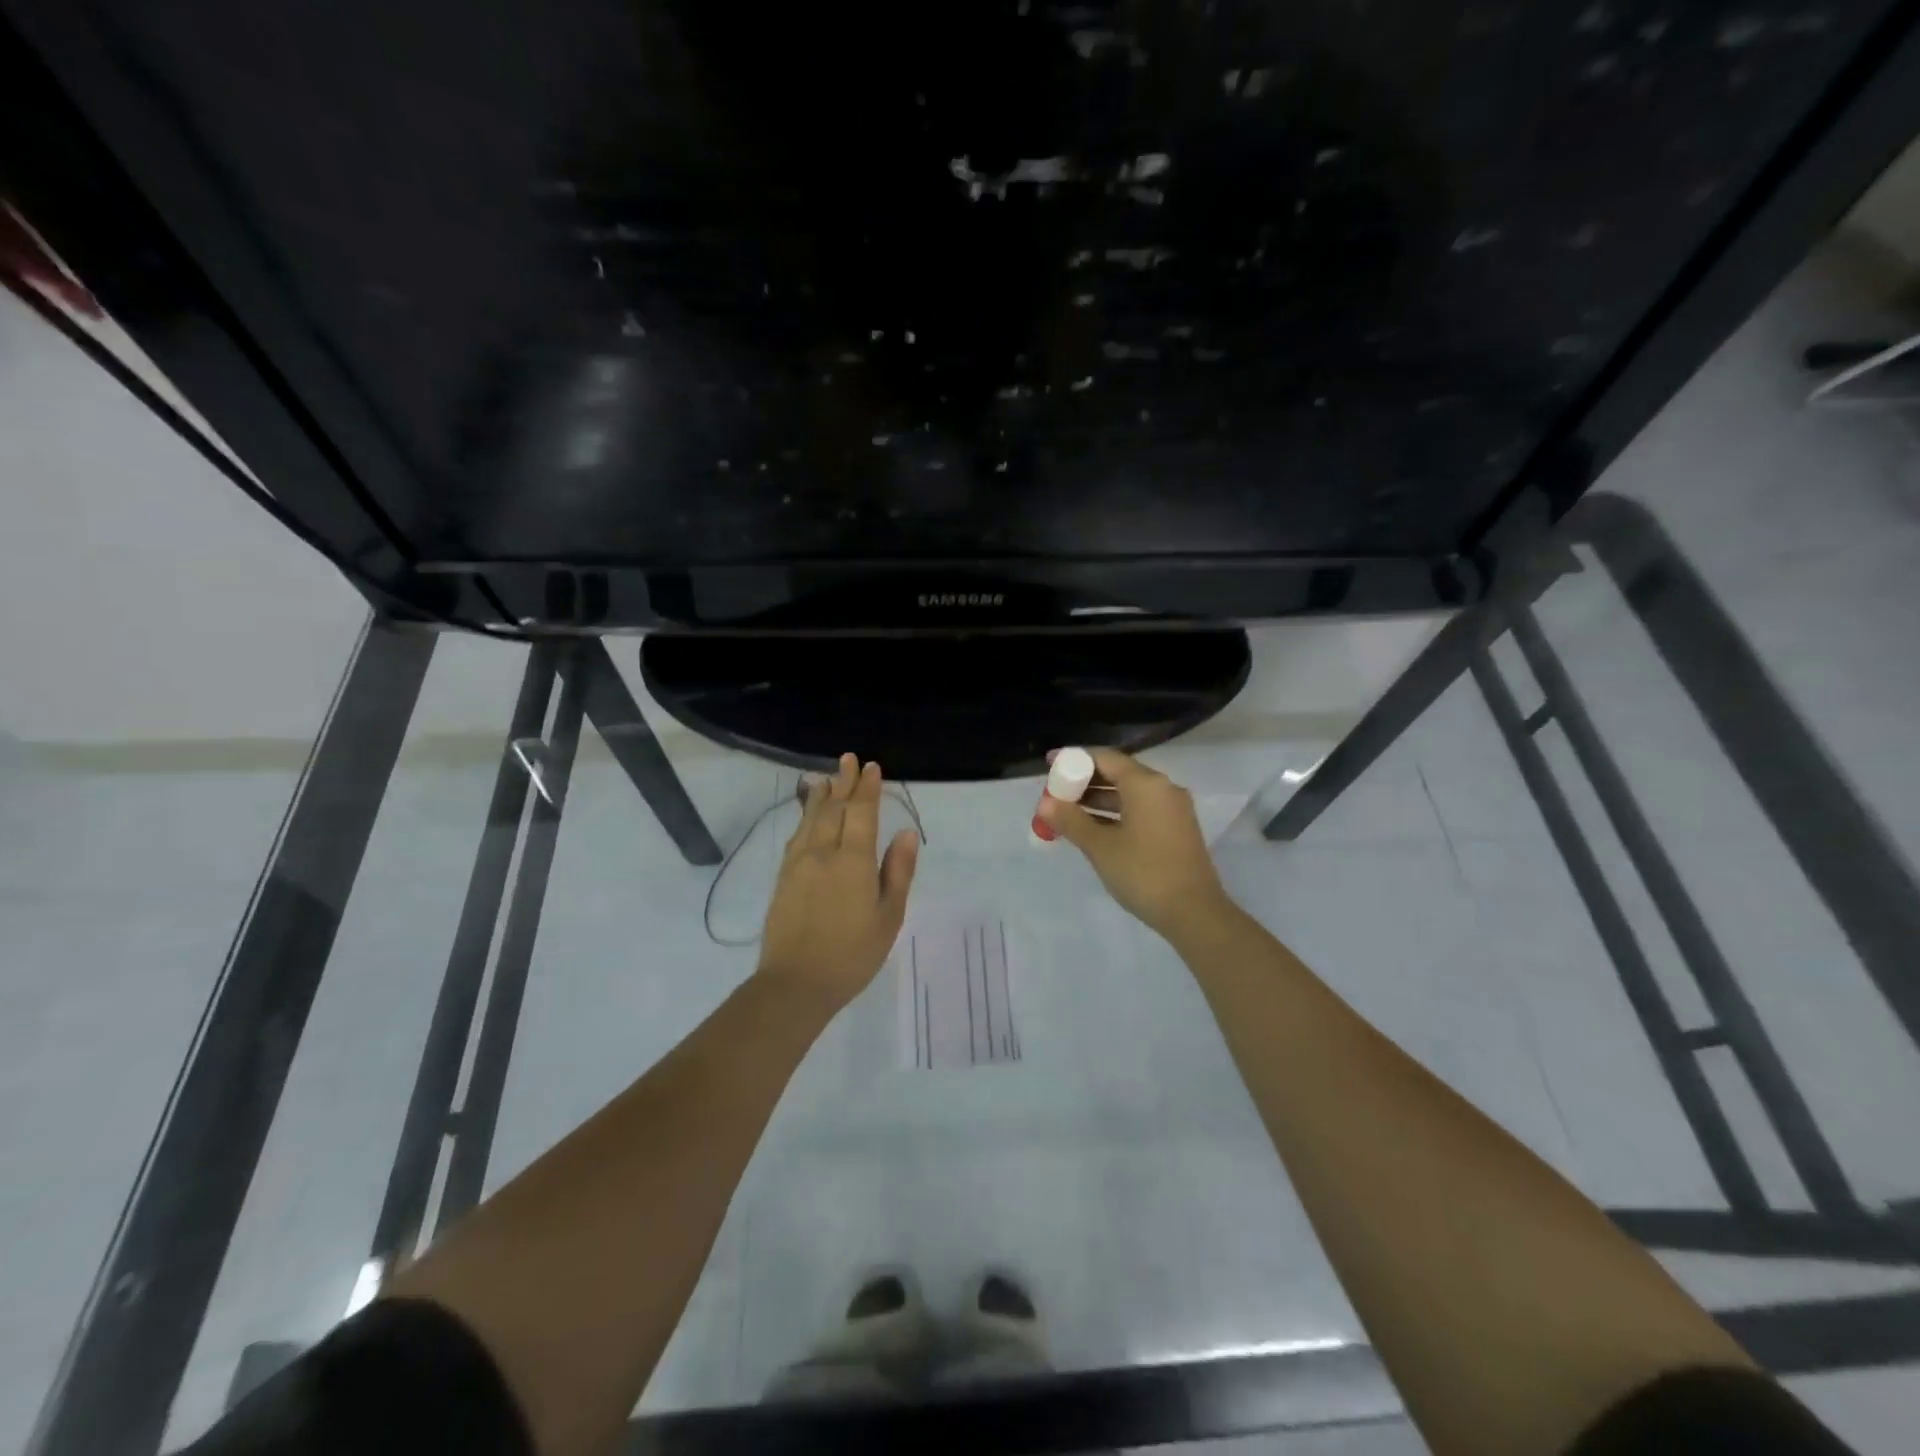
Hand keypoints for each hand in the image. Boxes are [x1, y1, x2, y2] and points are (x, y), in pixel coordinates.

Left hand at [758, 754, 918, 1009]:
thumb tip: (905, 833)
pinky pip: (796, 836)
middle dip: (843, 783)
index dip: (867, 788)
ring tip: (826, 778)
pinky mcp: (783, 878)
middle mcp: (822, 853)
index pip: (860, 812)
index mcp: (852, 860)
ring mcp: (798, 864)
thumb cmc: (852, 954)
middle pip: (833, 809)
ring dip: (820, 796)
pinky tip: (806, 817)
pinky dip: (804, 818)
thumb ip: (896, 871)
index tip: (871, 767)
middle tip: (849, 760)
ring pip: (810, 819)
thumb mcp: (888, 916)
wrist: (795, 983)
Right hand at [1038, 748, 1230, 938]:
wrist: (1194, 913)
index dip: (1074, 758)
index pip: (1104, 757)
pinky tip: (1094, 828)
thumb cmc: (1143, 872)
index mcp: (1145, 783)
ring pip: (1129, 793)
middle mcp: (1162, 788)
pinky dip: (1115, 813)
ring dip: (1098, 799)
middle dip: (1084, 781)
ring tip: (1067, 812)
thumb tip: (1044, 804)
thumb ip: (1071, 820)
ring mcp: (1172, 809)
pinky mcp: (1176, 829)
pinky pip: (1140, 809)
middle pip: (1118, 773)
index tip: (1050, 764)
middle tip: (1055, 793)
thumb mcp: (1100, 847)